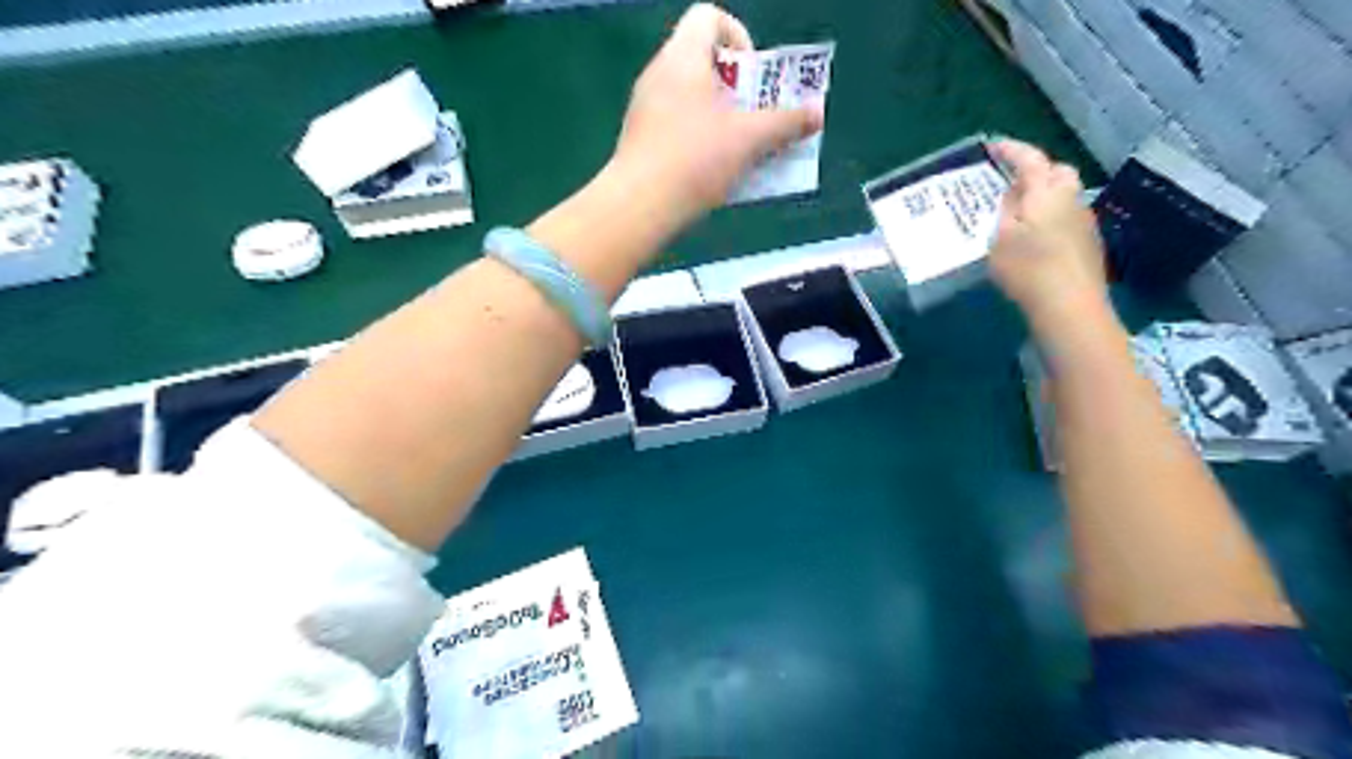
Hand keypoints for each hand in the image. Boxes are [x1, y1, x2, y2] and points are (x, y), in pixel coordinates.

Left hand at [610, 3, 822, 219]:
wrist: (639, 206)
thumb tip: (817, 113)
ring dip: (720, 117)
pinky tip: (712, 172)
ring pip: (691, 99)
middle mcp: (658, 73)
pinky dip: (699, 138)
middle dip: (737, 88)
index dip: (738, 36)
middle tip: (755, 118)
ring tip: (739, 150)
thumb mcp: (749, 140)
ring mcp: (645, 108)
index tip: (752, 77)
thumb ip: (786, 123)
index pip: (708, 16)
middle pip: (703, 61)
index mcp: (683, 57)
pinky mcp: (639, 139)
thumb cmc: (696, 159)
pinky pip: (676, 125)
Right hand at [983, 143, 1107, 321]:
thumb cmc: (1027, 268)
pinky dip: (1051, 218)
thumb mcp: (1000, 238)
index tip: (994, 146)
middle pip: (1057, 172)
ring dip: (1044, 197)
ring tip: (1020, 214)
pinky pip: (1067, 217)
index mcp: (1046, 191)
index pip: (1030, 159)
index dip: (1012, 150)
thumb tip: (1015, 193)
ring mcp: (1084, 221)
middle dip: (1036, 171)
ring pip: (1064, 196)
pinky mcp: (1089, 243)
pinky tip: (1037, 239)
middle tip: (1011, 182)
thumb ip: (1006, 210)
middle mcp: (1071, 198)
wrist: (1069, 304)